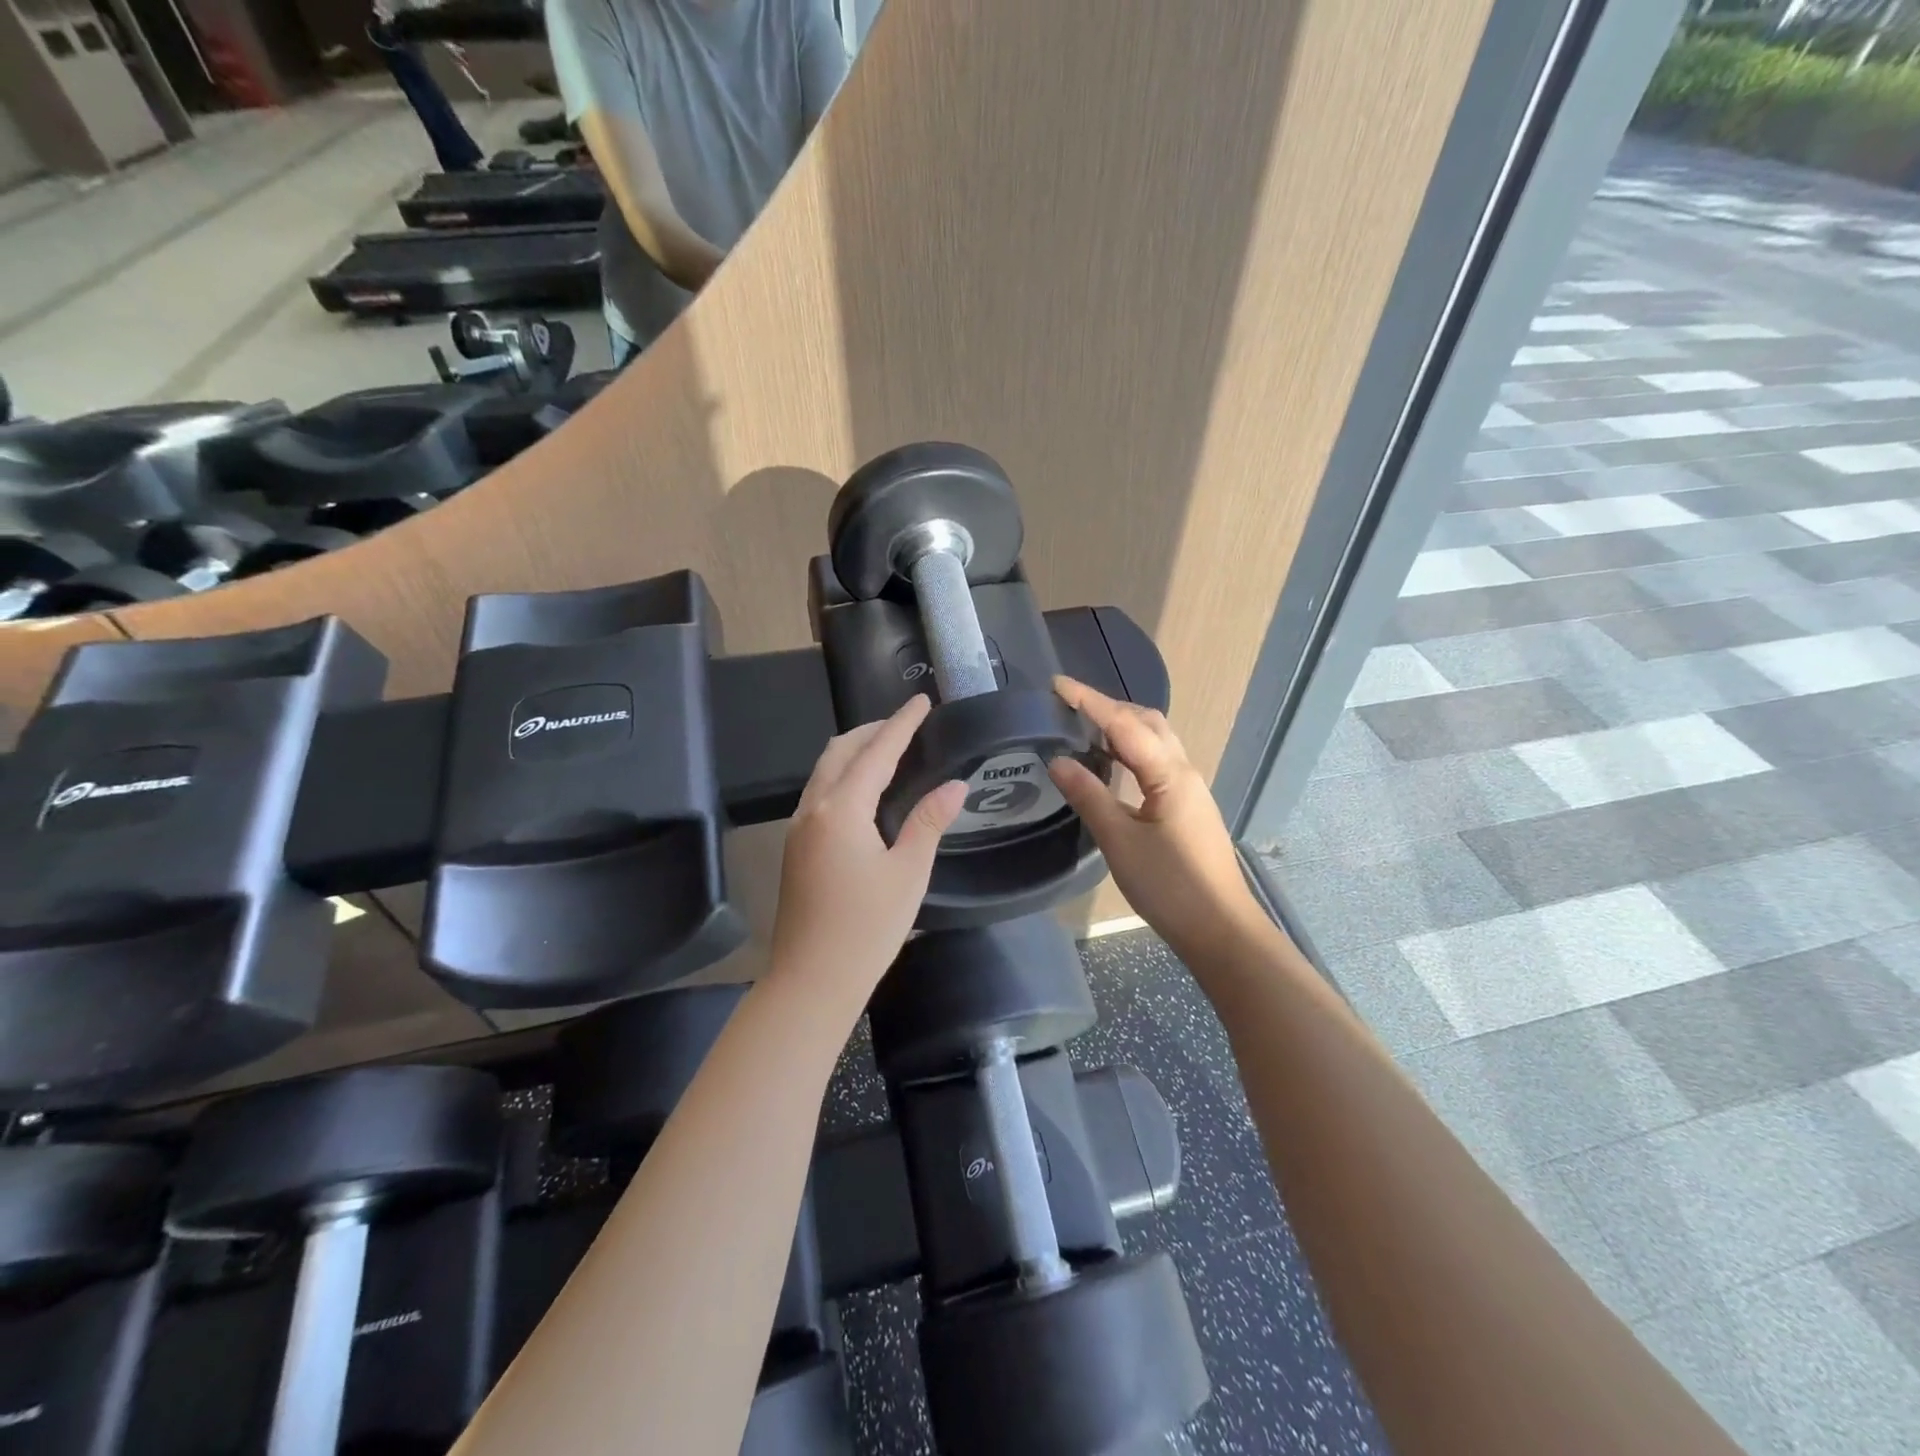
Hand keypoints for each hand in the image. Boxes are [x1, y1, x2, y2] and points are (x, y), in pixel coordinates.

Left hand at [769, 696, 965, 1005]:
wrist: (811, 980)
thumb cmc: (867, 928)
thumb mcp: (908, 872)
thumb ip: (929, 821)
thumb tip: (955, 785)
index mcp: (841, 809)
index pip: (877, 751)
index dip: (901, 723)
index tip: (921, 700)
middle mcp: (813, 808)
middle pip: (840, 751)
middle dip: (872, 731)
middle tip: (906, 724)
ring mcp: (798, 828)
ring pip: (824, 771)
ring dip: (854, 752)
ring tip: (888, 750)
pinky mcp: (795, 847)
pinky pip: (819, 792)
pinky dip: (843, 776)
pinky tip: (865, 791)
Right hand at [1049, 676, 1265, 962]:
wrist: (1220, 930)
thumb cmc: (1170, 887)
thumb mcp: (1120, 842)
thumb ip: (1089, 796)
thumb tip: (1058, 761)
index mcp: (1169, 774)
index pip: (1124, 724)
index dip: (1089, 701)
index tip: (1056, 684)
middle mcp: (1184, 771)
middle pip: (1147, 722)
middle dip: (1108, 707)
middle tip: (1068, 705)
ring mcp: (1189, 789)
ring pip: (1155, 741)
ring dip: (1121, 726)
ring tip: (1083, 727)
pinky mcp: (1187, 807)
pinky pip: (1156, 761)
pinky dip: (1130, 750)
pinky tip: (1110, 764)